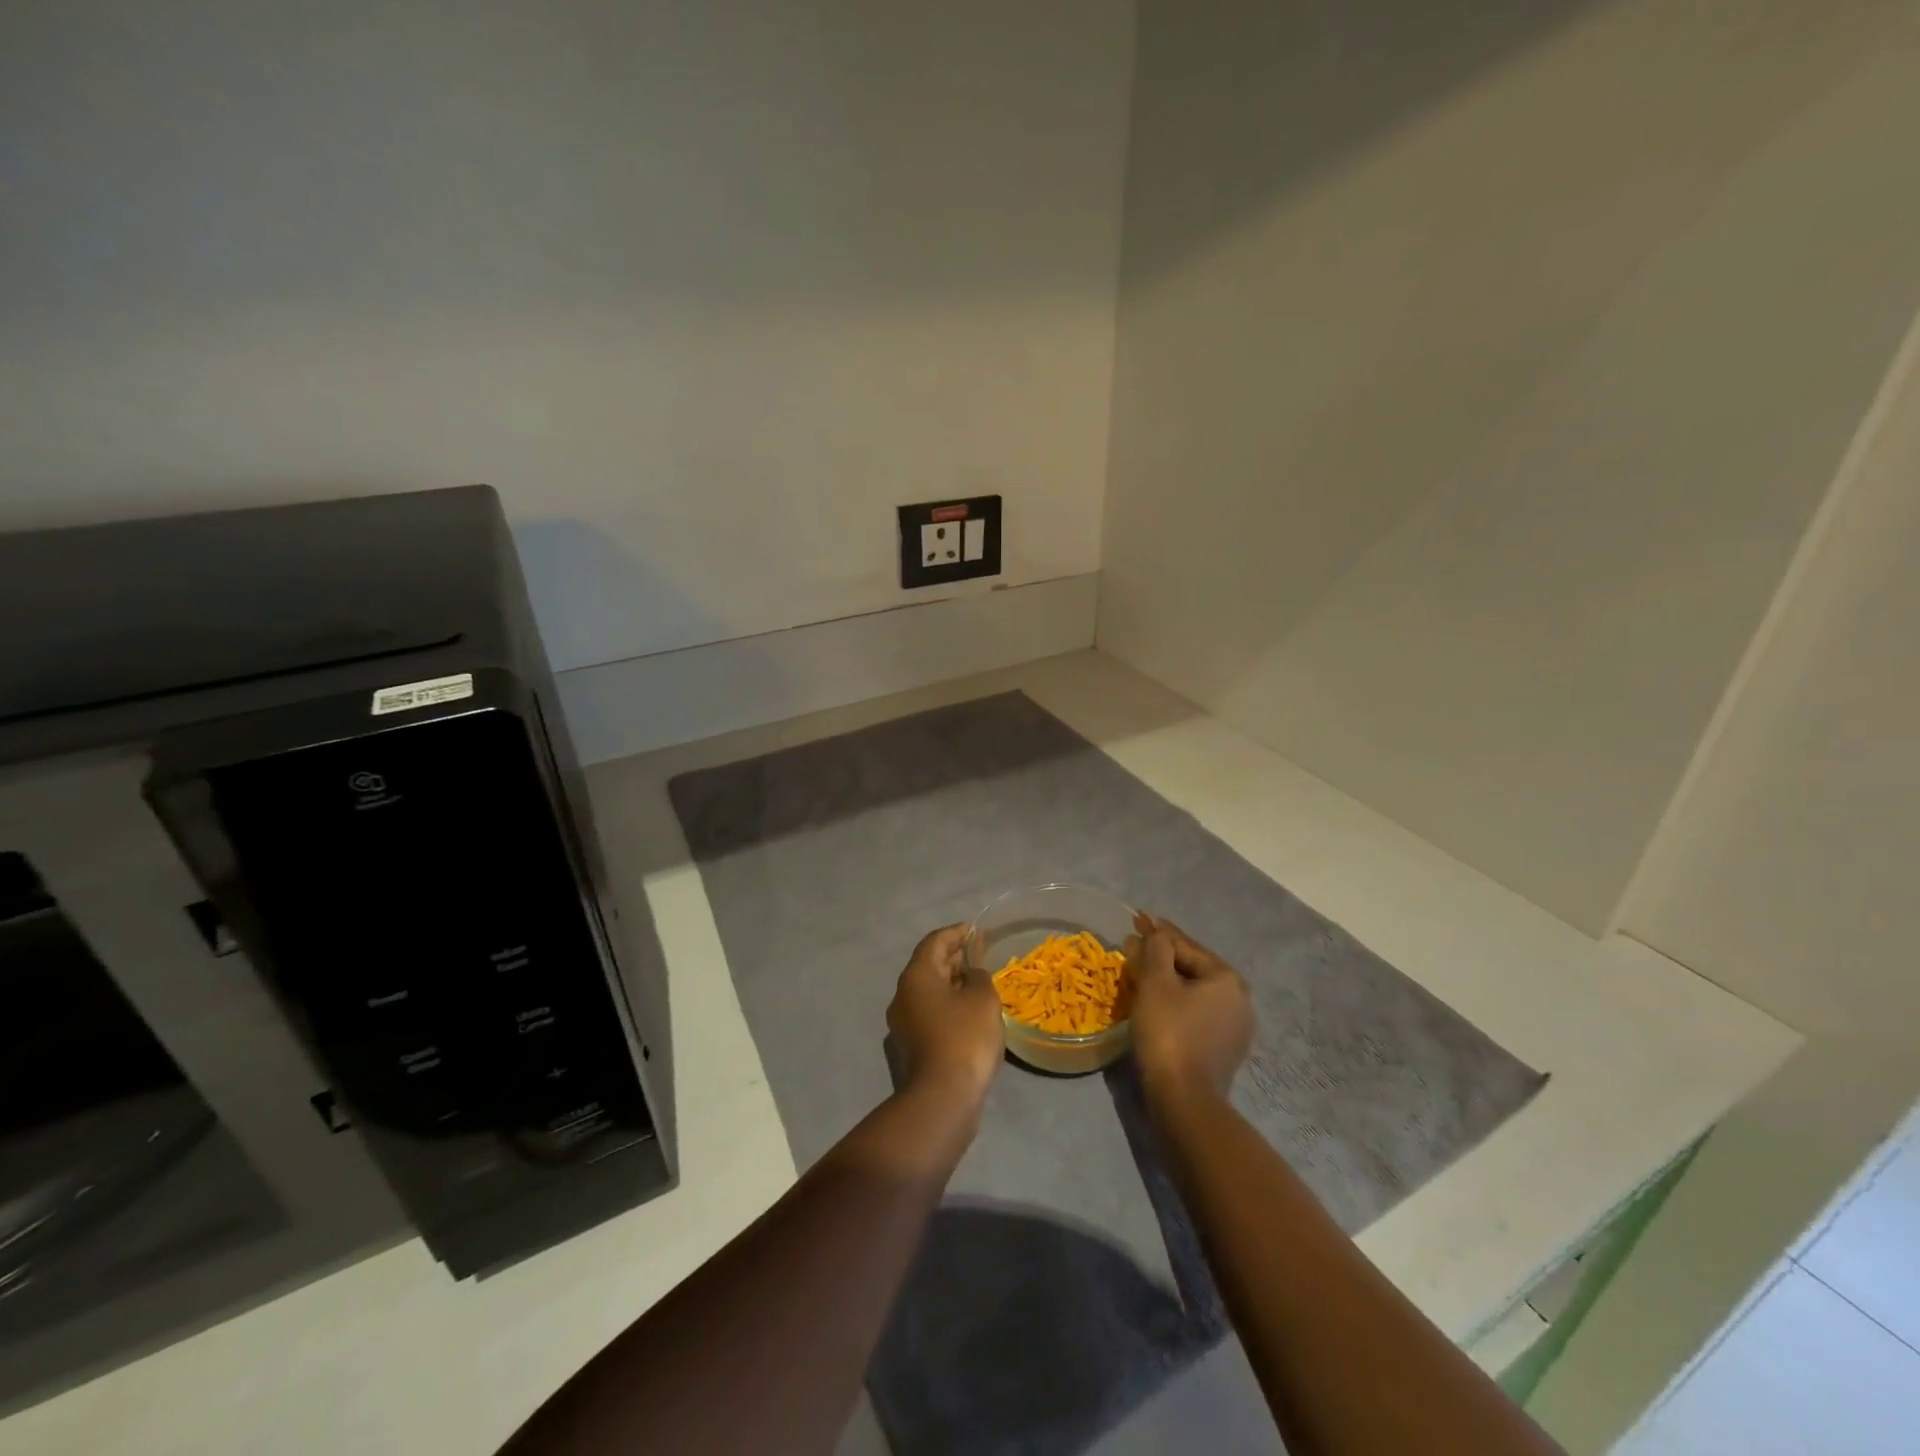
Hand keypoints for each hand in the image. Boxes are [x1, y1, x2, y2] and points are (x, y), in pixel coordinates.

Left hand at [886, 924, 1004, 1106]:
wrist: (942, 1098)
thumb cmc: (964, 1038)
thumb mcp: (983, 998)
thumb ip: (979, 977)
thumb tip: (970, 976)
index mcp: (916, 976)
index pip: (934, 942)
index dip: (955, 933)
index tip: (973, 930)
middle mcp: (902, 995)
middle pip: (927, 966)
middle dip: (952, 958)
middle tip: (976, 955)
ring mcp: (902, 1024)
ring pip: (927, 993)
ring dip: (949, 985)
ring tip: (975, 984)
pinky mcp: (909, 1048)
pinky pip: (928, 1015)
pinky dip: (946, 1008)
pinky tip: (967, 1016)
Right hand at [1126, 912, 1252, 1099]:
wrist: (1184, 1099)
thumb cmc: (1168, 1032)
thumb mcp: (1156, 983)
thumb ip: (1156, 949)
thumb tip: (1155, 933)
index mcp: (1227, 978)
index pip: (1185, 945)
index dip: (1157, 931)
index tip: (1136, 918)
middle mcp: (1239, 999)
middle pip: (1192, 967)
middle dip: (1161, 954)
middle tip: (1133, 944)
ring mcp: (1234, 1027)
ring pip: (1193, 991)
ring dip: (1166, 978)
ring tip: (1140, 970)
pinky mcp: (1223, 1049)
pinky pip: (1195, 1012)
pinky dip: (1175, 1001)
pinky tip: (1155, 1001)